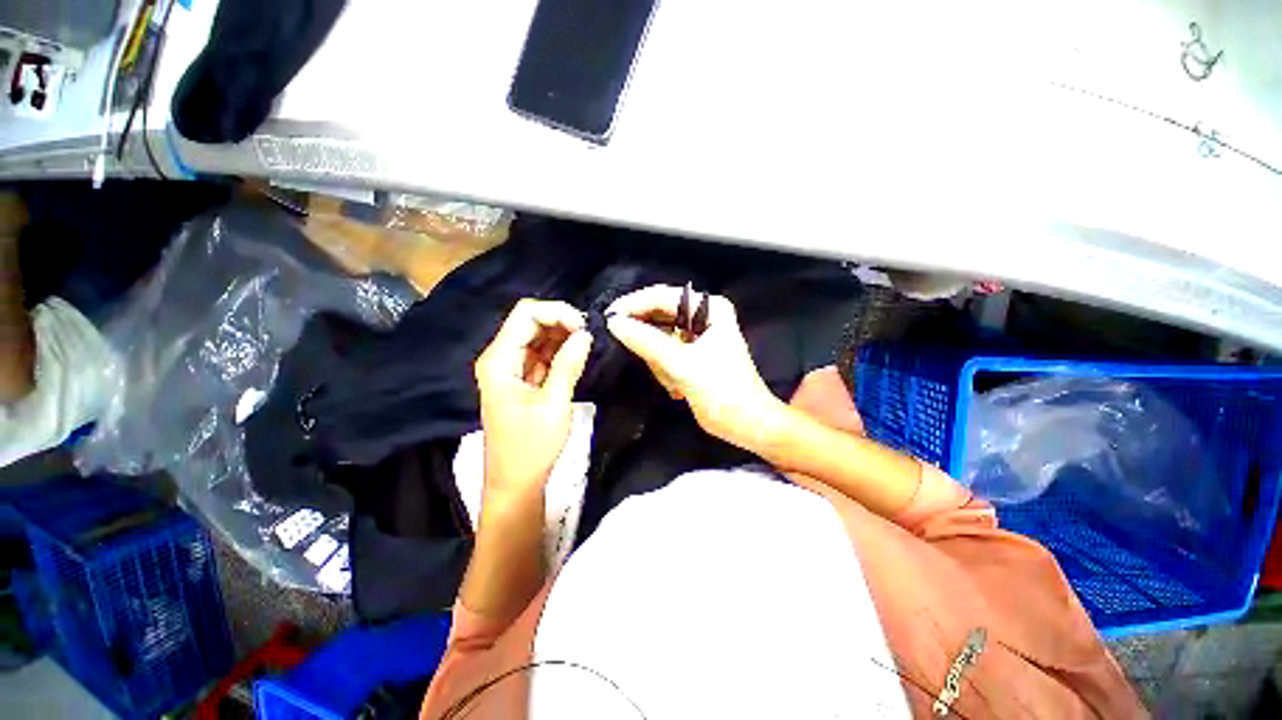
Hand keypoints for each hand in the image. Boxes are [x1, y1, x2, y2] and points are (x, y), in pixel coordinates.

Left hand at [475, 299, 592, 500]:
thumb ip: (569, 364)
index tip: (584, 327)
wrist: (516, 484)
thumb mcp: (554, 403)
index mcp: (499, 360)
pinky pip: (540, 355)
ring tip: (586, 343)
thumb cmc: (531, 447)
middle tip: (589, 334)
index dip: (557, 312)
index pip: (526, 314)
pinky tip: (577, 354)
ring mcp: (510, 369)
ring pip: (537, 337)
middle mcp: (500, 358)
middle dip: (561, 322)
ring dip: (562, 335)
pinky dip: (559, 351)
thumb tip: (585, 333)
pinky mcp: (521, 380)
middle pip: (530, 322)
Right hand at [606, 284, 785, 449]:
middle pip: (658, 316)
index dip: (634, 305)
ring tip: (674, 382)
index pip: (662, 296)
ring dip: (659, 363)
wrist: (746, 424)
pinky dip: (664, 370)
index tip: (608, 317)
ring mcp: (695, 335)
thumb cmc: (722, 392)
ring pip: (657, 338)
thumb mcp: (683, 365)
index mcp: (709, 308)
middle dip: (649, 342)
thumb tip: (614, 322)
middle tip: (639, 357)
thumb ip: (647, 342)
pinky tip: (677, 387)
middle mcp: (702, 315)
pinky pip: (663, 353)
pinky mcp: (690, 354)